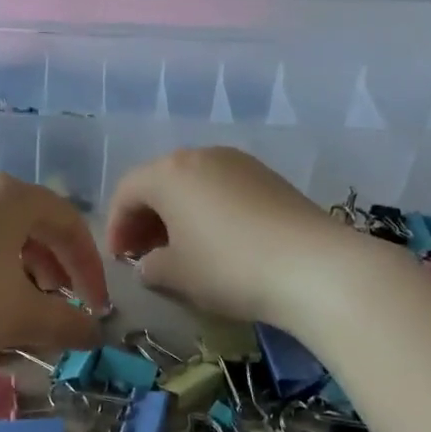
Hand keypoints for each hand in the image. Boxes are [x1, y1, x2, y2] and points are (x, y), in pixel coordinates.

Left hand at [0, 172, 109, 361]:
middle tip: (57, 302)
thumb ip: (64, 324)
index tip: (96, 306)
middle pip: (29, 223)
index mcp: (11, 197)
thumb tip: (93, 333)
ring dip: (14, 269)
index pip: (68, 223)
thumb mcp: (18, 317)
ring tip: (13, 306)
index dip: (89, 267)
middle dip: (51, 267)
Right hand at [105, 147, 343, 323]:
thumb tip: (150, 264)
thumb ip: (150, 266)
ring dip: (177, 214)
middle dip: (145, 218)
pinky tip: (218, 242)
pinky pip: (222, 189)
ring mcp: (239, 163)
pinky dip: (208, 211)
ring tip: (181, 250)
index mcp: (169, 173)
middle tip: (144, 254)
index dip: (116, 226)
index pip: (127, 192)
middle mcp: (201, 156)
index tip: (119, 260)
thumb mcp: (177, 275)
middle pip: (159, 182)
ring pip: (193, 184)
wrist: (314, 267)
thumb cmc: (229, 267)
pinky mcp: (269, 177)